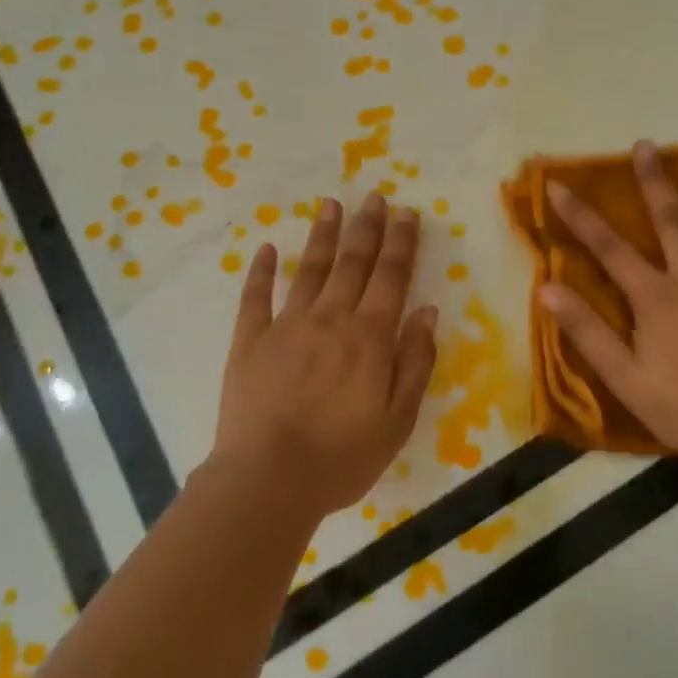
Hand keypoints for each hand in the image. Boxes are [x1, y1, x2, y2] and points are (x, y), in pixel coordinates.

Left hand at [212, 193, 438, 518]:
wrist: (268, 480)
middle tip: (374, 197)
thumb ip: (415, 362)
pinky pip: (255, 298)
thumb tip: (428, 312)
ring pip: (310, 270)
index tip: (406, 213)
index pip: (391, 277)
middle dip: (367, 227)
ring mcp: (286, 326)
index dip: (401, 243)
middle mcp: (330, 319)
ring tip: (331, 205)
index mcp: (369, 337)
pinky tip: (268, 249)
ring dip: (323, 235)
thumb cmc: (342, 457)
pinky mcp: (249, 341)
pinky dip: (261, 271)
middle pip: (353, 263)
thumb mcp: (398, 420)